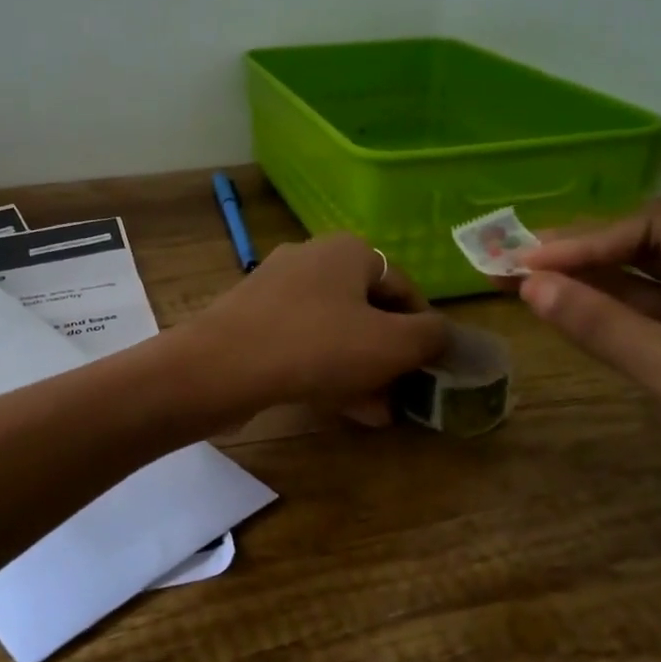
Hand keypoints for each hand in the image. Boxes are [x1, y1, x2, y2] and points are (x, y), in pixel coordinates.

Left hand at [187, 234, 448, 425]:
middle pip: (367, 310)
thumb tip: (440, 334)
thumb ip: (430, 337)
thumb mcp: (392, 344)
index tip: (428, 369)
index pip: (404, 288)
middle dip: (388, 355)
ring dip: (360, 369)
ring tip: (377, 410)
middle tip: (401, 393)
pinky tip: (339, 406)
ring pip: (334, 330)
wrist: (220, 367)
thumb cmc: (316, 346)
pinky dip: (324, 369)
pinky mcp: (251, 318)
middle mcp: (311, 258)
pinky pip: (301, 342)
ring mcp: (276, 287)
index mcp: (349, 251)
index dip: (423, 330)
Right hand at [516, 198, 660, 605]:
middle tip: (512, 266)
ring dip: (594, 293)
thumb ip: (601, 324)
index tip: (524, 260)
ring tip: (524, 288)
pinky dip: (616, 329)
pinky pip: (660, 335)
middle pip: (657, 254)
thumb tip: (528, 284)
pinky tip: (570, 322)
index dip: (588, 239)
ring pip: (654, 296)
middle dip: (585, 260)